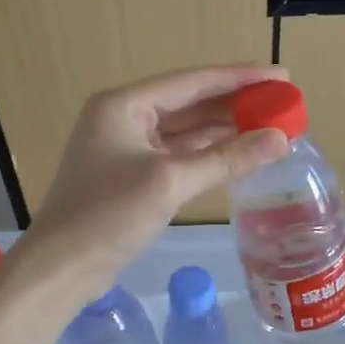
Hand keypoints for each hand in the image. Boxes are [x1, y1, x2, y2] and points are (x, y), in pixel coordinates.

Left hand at [24, 64, 290, 298]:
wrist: (62, 266)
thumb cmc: (109, 215)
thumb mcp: (170, 182)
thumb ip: (227, 158)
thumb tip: (281, 140)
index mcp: (125, 105)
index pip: (192, 82)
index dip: (240, 78)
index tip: (281, 76)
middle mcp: (125, 117)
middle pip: (190, 103)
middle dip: (235, 104)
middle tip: (282, 103)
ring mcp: (128, 147)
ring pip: (186, 131)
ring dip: (225, 130)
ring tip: (271, 126)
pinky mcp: (133, 175)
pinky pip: (179, 155)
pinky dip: (208, 154)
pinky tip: (239, 154)